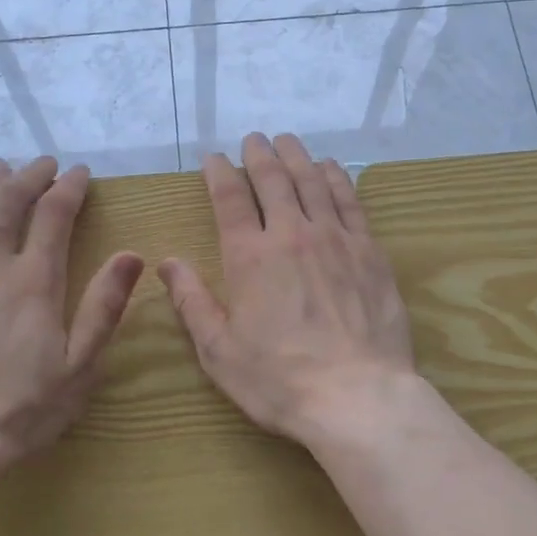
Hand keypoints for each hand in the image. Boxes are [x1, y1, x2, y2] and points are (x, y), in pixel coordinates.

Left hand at [0, 156, 143, 470]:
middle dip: (29, 175)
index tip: (79, 173)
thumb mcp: (80, 365)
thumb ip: (104, 306)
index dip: (69, 187)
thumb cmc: (20, 409)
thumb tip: (131, 255)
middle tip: (42, 164)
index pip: (54, 214)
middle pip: (8, 202)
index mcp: (34, 281)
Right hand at [158, 133, 418, 454]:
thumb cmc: (279, 380)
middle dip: (259, 155)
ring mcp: (335, 239)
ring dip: (297, 158)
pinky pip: (350, 202)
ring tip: (288, 141)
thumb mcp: (219, 350)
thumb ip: (192, 302)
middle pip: (273, 181)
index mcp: (249, 257)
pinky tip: (330, 169)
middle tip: (254, 139)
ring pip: (312, 183)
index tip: (214, 158)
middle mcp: (291, 235)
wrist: (357, 396)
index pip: (230, 199)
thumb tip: (167, 263)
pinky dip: (336, 179)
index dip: (219, 173)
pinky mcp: (369, 251)